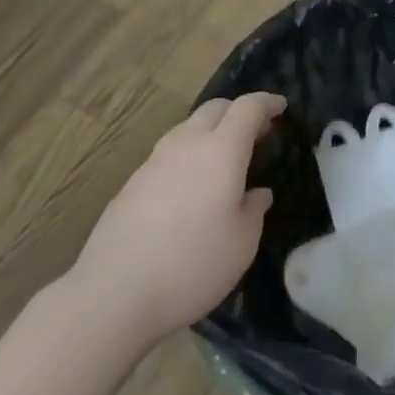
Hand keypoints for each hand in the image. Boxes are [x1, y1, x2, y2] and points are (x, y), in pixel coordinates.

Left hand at [72, 92, 284, 339]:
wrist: (114, 292)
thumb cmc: (192, 265)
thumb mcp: (241, 245)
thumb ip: (254, 211)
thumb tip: (258, 194)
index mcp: (221, 150)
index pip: (247, 108)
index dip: (266, 103)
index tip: (280, 107)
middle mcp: (187, 144)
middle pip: (215, 108)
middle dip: (238, 111)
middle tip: (257, 132)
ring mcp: (155, 160)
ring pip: (188, 128)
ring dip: (211, 132)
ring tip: (223, 159)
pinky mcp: (132, 182)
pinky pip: (169, 153)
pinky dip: (188, 155)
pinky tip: (190, 187)